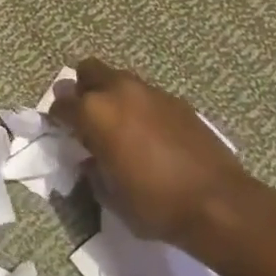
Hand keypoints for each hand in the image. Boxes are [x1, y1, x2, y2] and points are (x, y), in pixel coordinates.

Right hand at [51, 59, 248, 249]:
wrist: (218, 202)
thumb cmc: (155, 204)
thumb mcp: (110, 195)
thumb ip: (93, 169)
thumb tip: (91, 159)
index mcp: (95, 113)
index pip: (61, 104)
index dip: (57, 118)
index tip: (61, 131)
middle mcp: (119, 91)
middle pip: (88, 71)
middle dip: (82, 89)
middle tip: (86, 118)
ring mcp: (150, 92)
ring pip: (119, 78)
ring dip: (111, 94)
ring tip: (118, 125)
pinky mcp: (176, 100)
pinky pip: (146, 94)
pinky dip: (139, 106)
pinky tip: (148, 134)